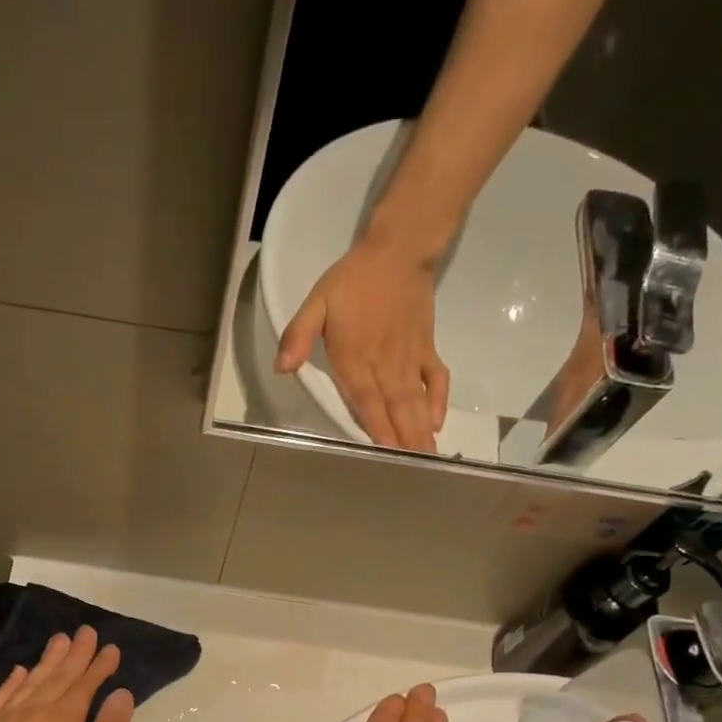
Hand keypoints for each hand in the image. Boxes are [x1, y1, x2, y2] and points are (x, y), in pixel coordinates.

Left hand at [0, 627, 134, 721]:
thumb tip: (121, 693)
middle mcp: (30, 711)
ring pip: (28, 682)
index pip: (85, 683)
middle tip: (85, 631)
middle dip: (74, 653)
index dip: (99, 665)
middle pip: (57, 675)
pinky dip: (10, 683)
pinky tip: (18, 674)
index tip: (111, 648)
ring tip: (58, 641)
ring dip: (46, 661)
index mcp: (62, 720)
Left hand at [275, 237, 450, 452]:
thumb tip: (282, 367)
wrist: (397, 251)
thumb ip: (298, 336)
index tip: (385, 456)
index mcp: (355, 358)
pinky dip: (439, 400)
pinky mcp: (426, 348)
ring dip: (420, 430)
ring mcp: (409, 358)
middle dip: (403, 441)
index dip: (376, 429)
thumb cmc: (352, 280)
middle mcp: (385, 364)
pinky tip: (437, 422)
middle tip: (413, 471)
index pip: (366, 402)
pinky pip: (437, 378)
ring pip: (416, 400)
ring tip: (427, 457)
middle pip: (395, 409)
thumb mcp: (316, 303)